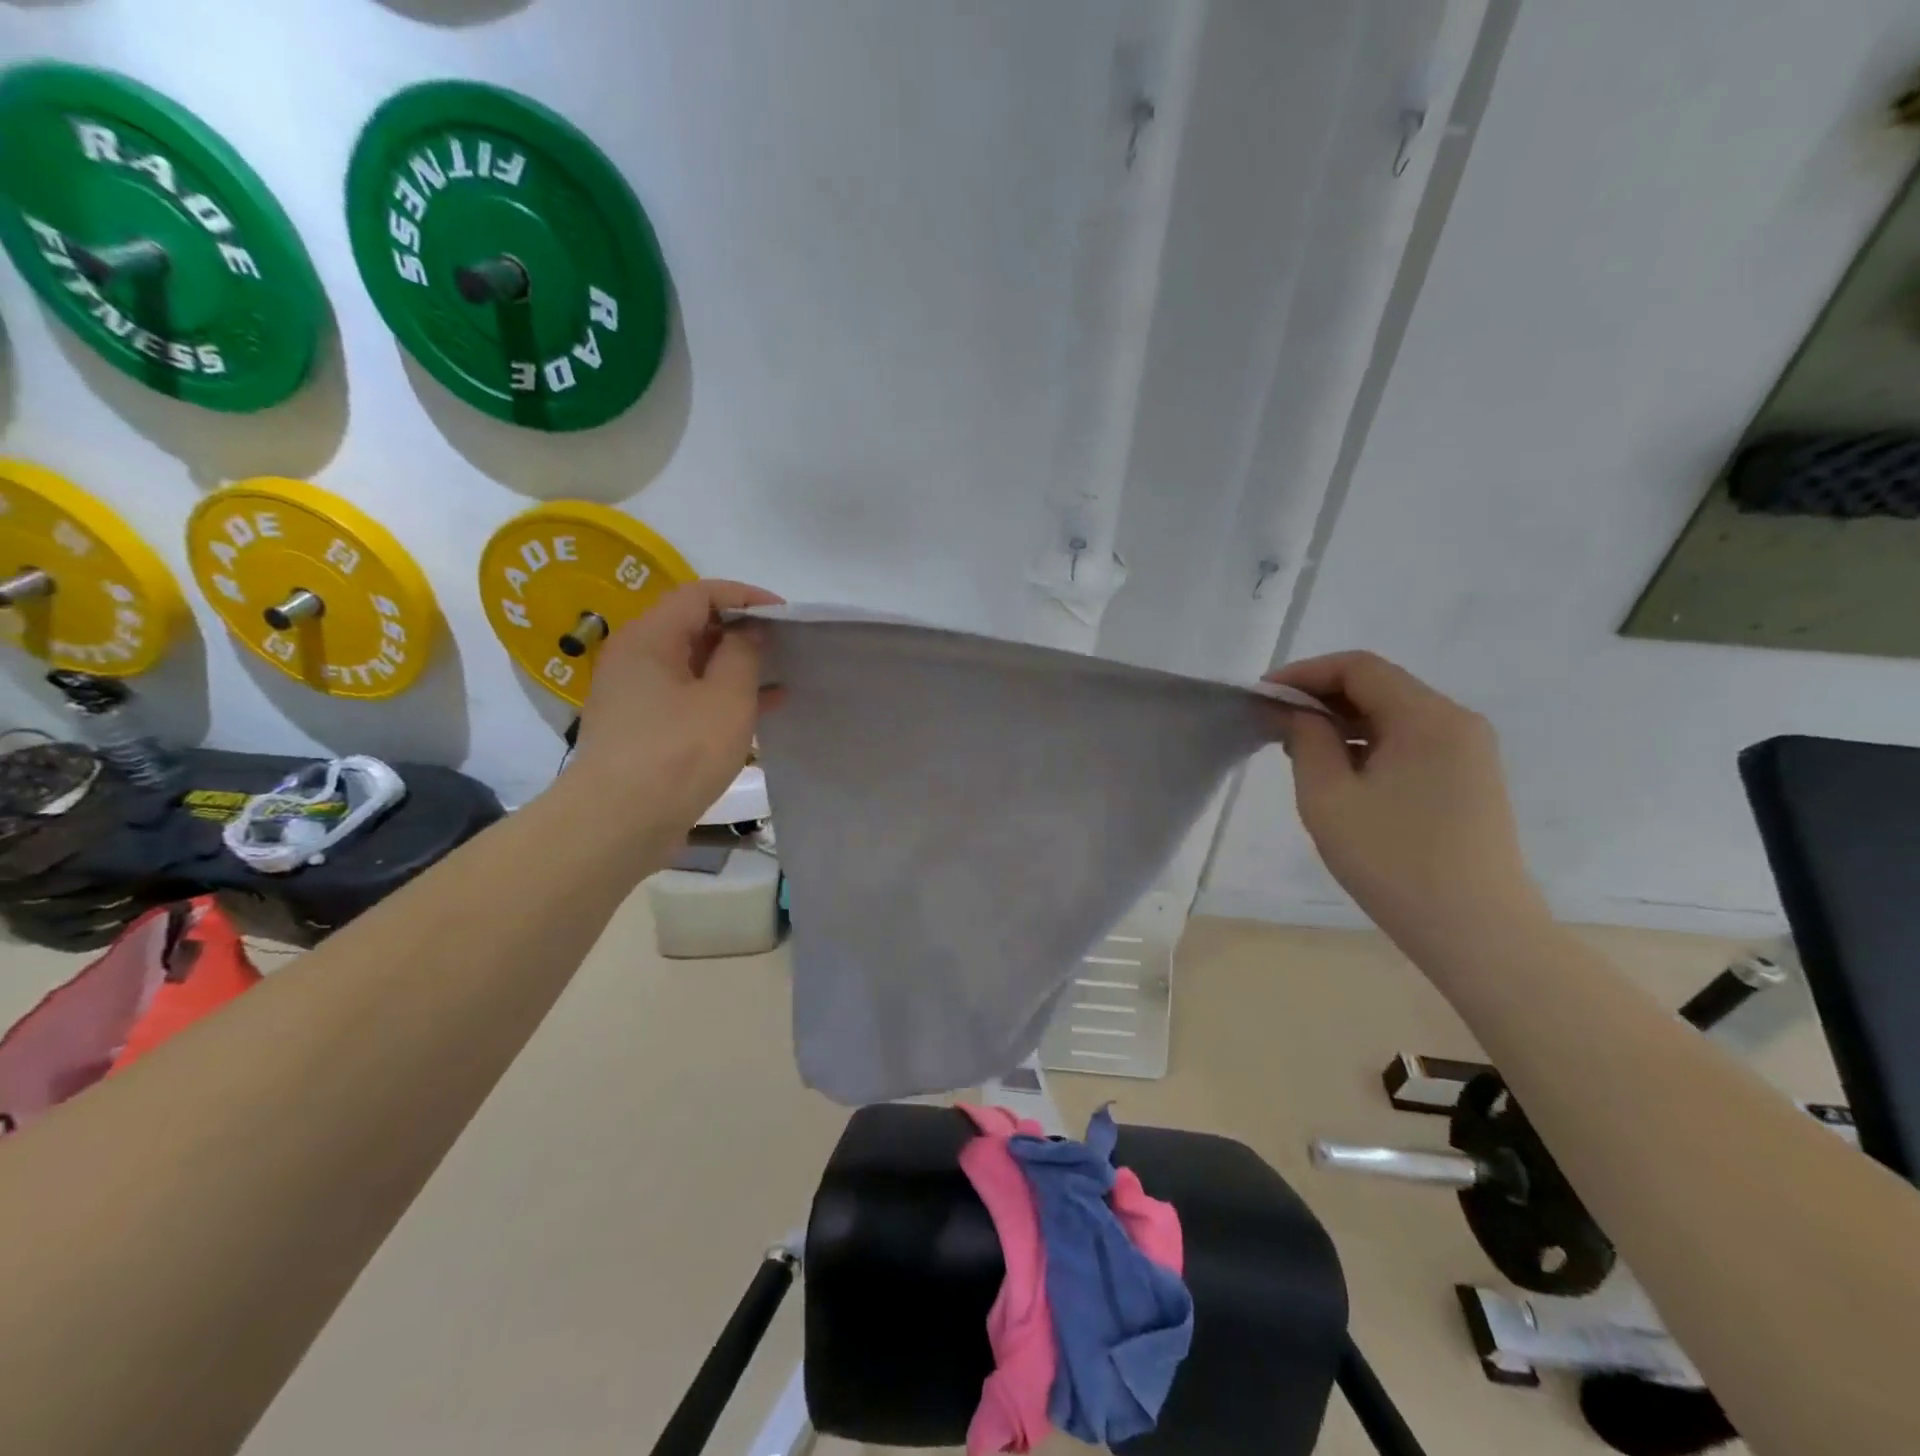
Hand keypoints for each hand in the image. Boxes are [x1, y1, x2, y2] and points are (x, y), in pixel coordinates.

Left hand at [568, 580, 782, 830]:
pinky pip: (685, 698)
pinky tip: (756, 714)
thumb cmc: (678, 752)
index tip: (784, 615)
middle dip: (741, 632)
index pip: (700, 594)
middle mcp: (635, 657)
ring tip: (778, 679)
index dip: (746, 597)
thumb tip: (747, 632)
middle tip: (784, 647)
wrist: (617, 822)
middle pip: (693, 627)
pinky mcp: (640, 729)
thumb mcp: (726, 699)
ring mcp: (634, 695)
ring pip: (692, 666)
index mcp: (650, 637)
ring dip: (734, 668)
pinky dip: (719, 698)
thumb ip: (743, 655)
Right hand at [1266, 651, 1548, 954]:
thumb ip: (1306, 742)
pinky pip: (1411, 741)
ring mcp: (1469, 751)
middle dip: (1321, 697)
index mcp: (1427, 718)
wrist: (1478, 932)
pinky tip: (1340, 771)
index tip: (1262, 696)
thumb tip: (1292, 712)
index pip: (1359, 668)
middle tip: (1273, 722)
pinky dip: (1369, 743)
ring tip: (1298, 748)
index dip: (1304, 673)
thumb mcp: (1329, 798)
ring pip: (1394, 715)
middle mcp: (1456, 722)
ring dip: (1343, 722)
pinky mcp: (1469, 779)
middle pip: (1379, 686)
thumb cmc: (1394, 862)